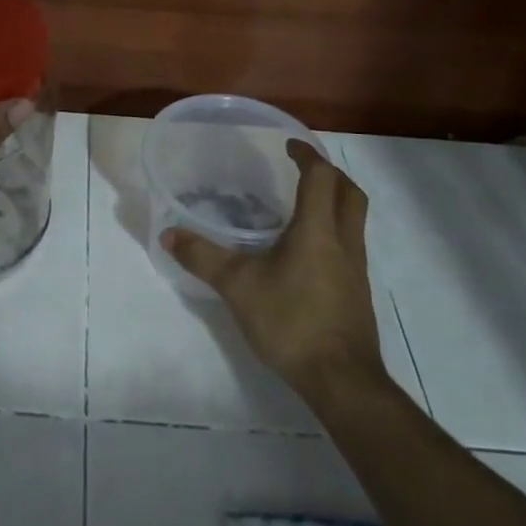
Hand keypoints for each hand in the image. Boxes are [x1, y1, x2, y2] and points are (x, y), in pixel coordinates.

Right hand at [161, 141, 387, 396]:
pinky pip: (348, 247)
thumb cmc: (291, 322)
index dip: (307, 155)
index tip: (289, 146)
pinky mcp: (356, 293)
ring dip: (334, 203)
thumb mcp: (237, 286)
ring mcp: (356, 270)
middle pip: (349, 193)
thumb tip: (169, 233)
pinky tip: (304, 254)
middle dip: (329, 174)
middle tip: (303, 169)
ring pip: (353, 220)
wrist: (341, 380)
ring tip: (300, 207)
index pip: (321, 177)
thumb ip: (203, 257)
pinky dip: (331, 233)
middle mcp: (344, 242)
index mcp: (318, 230)